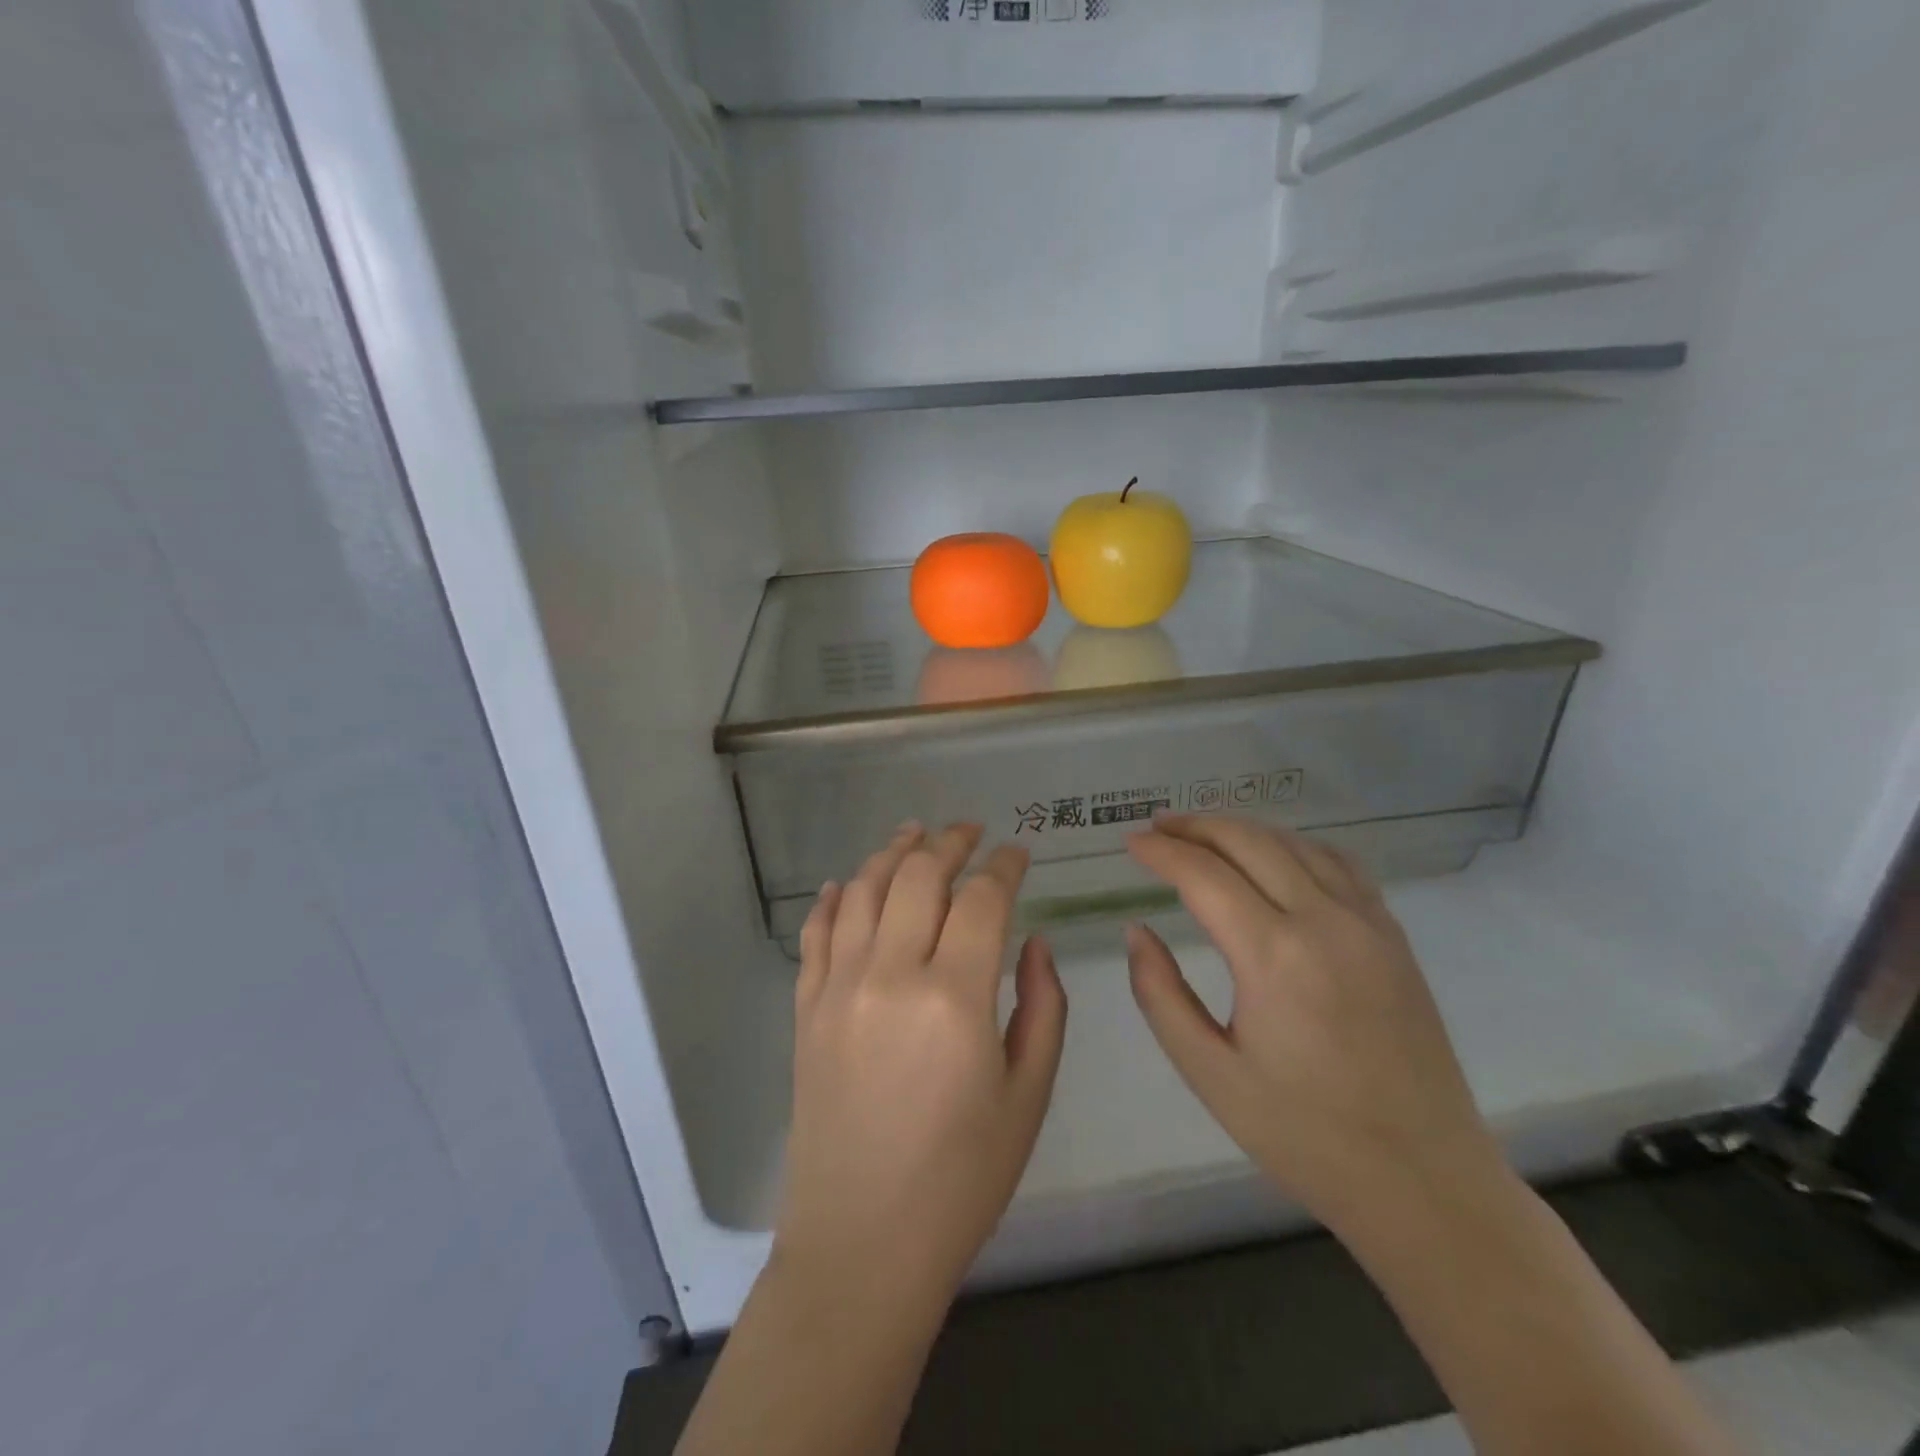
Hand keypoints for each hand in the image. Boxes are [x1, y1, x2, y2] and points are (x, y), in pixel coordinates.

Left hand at [775, 822, 1067, 1300]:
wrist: (861, 1245)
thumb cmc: (961, 1180)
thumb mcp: (1027, 1097)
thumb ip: (1042, 1007)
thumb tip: (1033, 943)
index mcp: (954, 999)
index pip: (983, 900)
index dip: (1004, 866)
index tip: (1018, 852)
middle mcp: (890, 976)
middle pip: (919, 877)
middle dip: (950, 843)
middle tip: (970, 831)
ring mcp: (839, 989)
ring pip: (865, 891)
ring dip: (893, 853)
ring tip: (914, 833)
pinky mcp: (807, 1010)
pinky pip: (818, 934)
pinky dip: (836, 898)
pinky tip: (849, 883)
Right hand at [1125, 814, 1501, 1235]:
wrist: (1425, 1182)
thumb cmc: (1305, 1135)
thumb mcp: (1210, 1075)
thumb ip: (1161, 995)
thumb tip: (1137, 932)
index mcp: (1273, 956)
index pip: (1204, 874)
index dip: (1161, 852)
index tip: (1130, 843)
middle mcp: (1323, 922)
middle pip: (1250, 842)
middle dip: (1196, 827)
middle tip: (1158, 827)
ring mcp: (1368, 924)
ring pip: (1296, 844)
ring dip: (1243, 830)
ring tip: (1204, 834)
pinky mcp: (1394, 938)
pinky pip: (1339, 864)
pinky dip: (1295, 845)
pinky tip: (1277, 856)